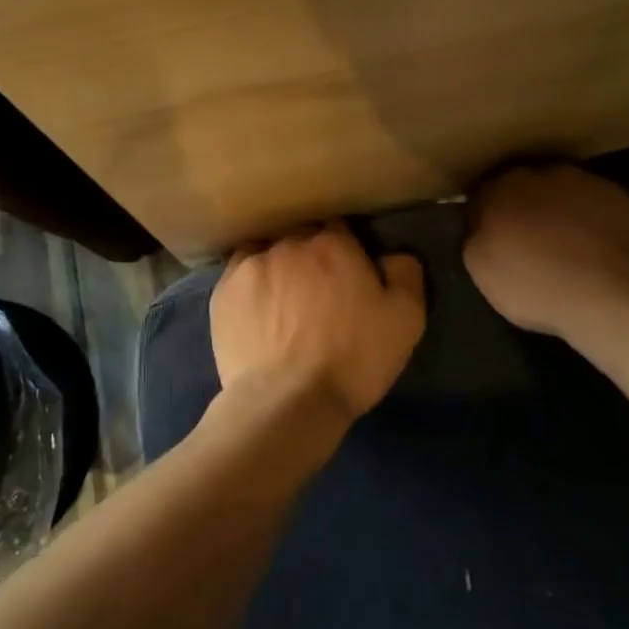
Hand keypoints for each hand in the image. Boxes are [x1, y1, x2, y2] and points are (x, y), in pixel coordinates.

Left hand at [211, 223, 426, 422]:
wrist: (287, 401)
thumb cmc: (353, 358)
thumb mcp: (405, 320)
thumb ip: (405, 274)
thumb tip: (394, 254)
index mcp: (333, 243)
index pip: (339, 227)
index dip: (344, 247)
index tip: (347, 270)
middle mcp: (289, 243)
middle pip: (301, 236)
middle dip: (309, 255)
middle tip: (316, 288)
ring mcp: (250, 265)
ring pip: (267, 252)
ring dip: (277, 267)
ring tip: (282, 298)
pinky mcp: (223, 292)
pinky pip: (239, 275)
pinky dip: (250, 286)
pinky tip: (256, 309)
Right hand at [463, 164, 628, 340]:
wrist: (618, 295)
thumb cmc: (538, 284)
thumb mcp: (482, 271)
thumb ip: (476, 239)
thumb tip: (481, 228)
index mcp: (503, 186)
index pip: (482, 193)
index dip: (484, 217)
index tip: (490, 240)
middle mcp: (546, 173)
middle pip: (527, 188)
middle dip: (525, 210)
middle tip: (528, 244)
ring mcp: (591, 184)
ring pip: (566, 196)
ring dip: (563, 216)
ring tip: (569, 253)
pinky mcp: (628, 201)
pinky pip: (601, 211)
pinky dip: (596, 227)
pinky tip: (600, 257)